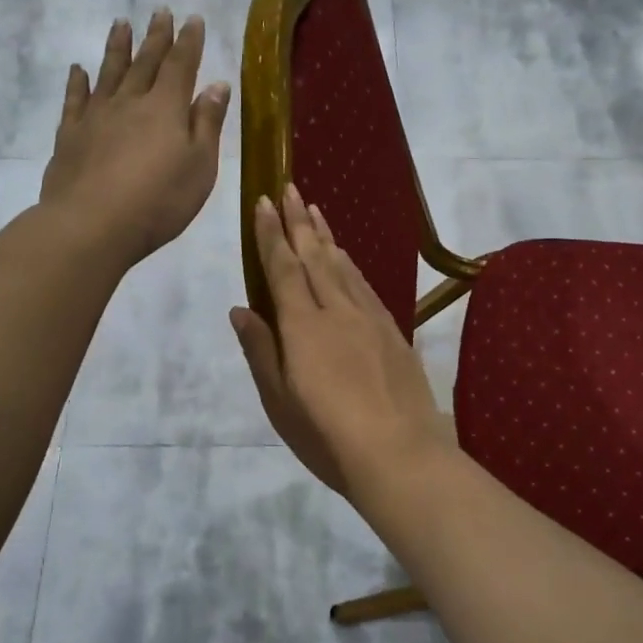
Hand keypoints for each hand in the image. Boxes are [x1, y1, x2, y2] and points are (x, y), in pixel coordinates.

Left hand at [40, 10, 228, 266]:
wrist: (92, 224)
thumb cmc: (159, 201)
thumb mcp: (200, 166)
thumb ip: (207, 124)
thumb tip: (217, 84)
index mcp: (167, 108)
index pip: (181, 66)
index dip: (189, 42)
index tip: (192, 18)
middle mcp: (131, 102)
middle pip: (146, 62)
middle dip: (156, 37)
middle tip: (160, 11)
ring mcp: (96, 116)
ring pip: (109, 72)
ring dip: (117, 47)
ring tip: (121, 23)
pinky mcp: (70, 135)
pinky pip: (75, 99)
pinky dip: (77, 82)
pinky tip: (78, 70)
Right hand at [231, 185, 451, 499]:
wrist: (400, 454)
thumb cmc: (327, 435)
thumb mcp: (280, 401)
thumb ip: (261, 351)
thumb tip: (241, 309)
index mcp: (303, 326)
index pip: (282, 268)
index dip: (271, 234)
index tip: (263, 202)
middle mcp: (337, 310)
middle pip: (315, 256)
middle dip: (299, 221)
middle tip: (290, 188)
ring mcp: (370, 319)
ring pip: (343, 266)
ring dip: (326, 236)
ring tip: (316, 211)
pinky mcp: (393, 332)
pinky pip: (365, 285)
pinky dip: (351, 265)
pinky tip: (347, 259)